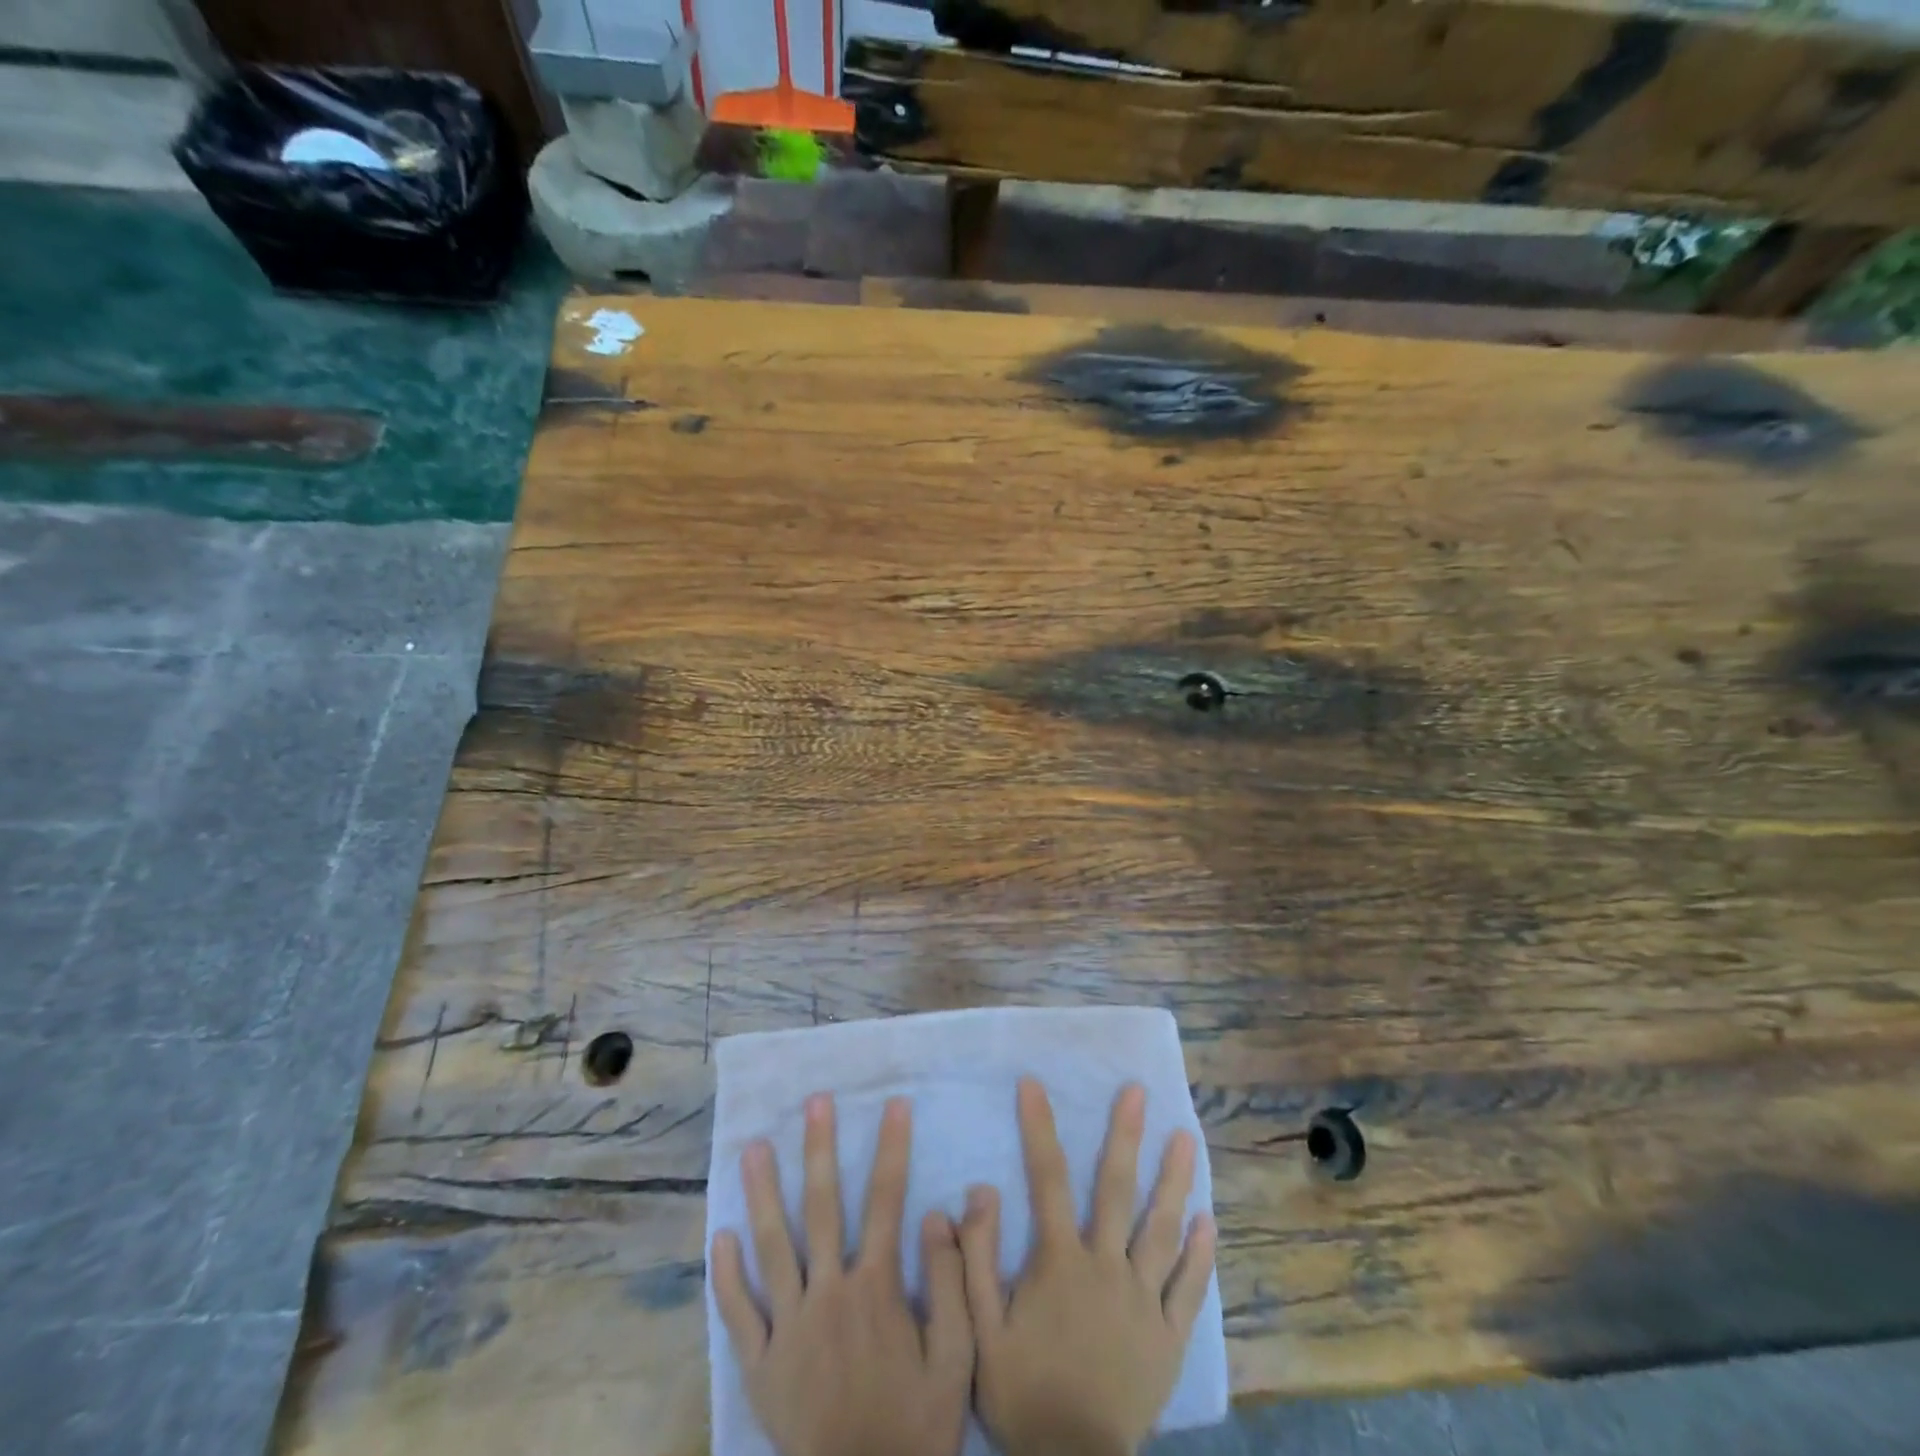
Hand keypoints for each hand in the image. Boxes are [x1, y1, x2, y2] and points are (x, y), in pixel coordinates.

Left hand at [711, 1094, 973, 1455]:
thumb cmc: (916, 1427)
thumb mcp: (956, 1358)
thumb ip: (950, 1282)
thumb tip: (939, 1212)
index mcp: (876, 1289)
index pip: (886, 1200)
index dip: (892, 1147)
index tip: (894, 1104)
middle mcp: (828, 1295)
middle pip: (822, 1207)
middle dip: (820, 1149)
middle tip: (814, 1102)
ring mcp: (789, 1329)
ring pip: (771, 1247)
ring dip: (763, 1193)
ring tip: (754, 1147)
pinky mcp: (760, 1367)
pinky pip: (738, 1314)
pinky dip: (726, 1274)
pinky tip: (720, 1234)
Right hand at [959, 1078, 1216, 1455]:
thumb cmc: (1022, 1395)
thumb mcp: (979, 1331)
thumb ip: (976, 1260)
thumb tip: (980, 1189)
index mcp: (1061, 1262)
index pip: (1046, 1178)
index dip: (1039, 1127)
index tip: (1033, 1084)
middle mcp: (1107, 1267)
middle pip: (1117, 1188)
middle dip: (1125, 1135)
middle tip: (1137, 1091)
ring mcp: (1143, 1301)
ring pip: (1162, 1229)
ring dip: (1174, 1180)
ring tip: (1187, 1138)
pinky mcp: (1168, 1337)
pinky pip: (1189, 1289)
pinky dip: (1199, 1254)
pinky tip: (1207, 1221)